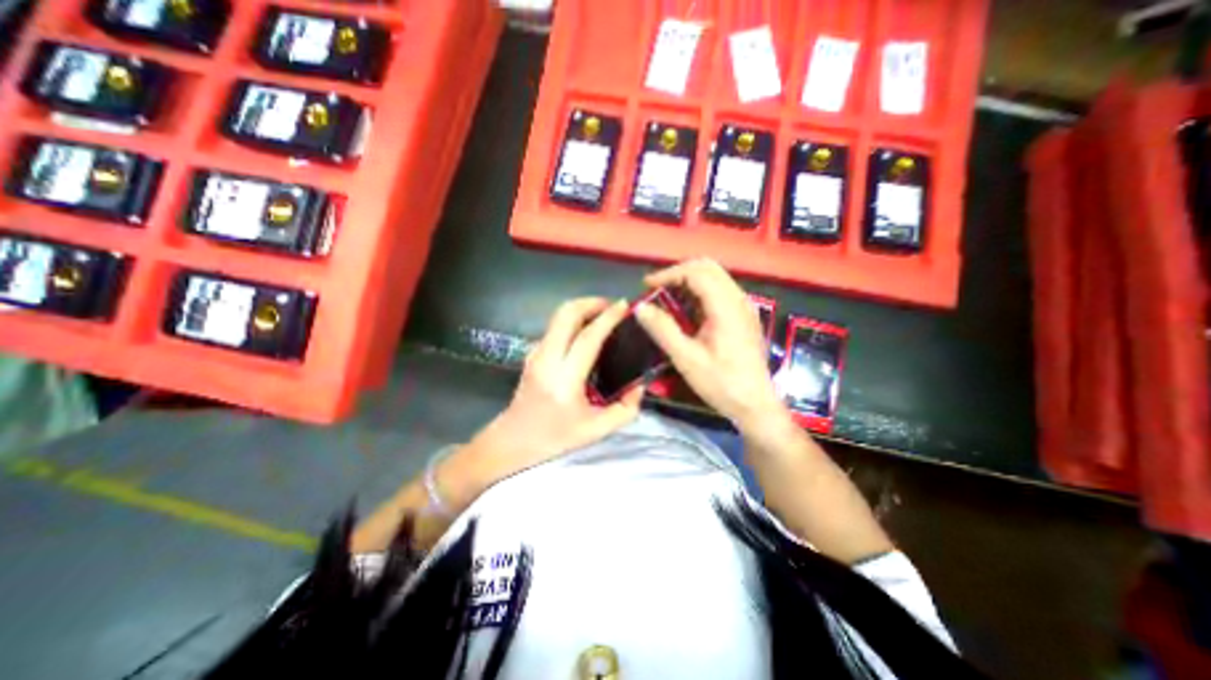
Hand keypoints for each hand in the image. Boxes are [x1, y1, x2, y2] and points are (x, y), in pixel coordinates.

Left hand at [458, 299, 643, 487]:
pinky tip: (587, 330)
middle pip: (567, 314)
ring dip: (583, 308)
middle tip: (613, 307)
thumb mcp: (597, 430)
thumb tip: (641, 384)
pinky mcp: (533, 351)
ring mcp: (536, 352)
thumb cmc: (556, 437)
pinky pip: (555, 326)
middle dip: (592, 302)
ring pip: (558, 315)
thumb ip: (625, 408)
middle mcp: (547, 359)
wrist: (514, 439)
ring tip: (603, 315)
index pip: (587, 338)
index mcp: (565, 380)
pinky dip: (574, 319)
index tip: (625, 306)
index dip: (607, 318)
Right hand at [636, 258, 785, 426]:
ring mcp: (744, 307)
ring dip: (690, 280)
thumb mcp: (686, 359)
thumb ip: (663, 330)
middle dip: (679, 272)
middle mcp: (738, 300)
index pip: (697, 273)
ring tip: (668, 297)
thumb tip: (640, 307)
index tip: (648, 286)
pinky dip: (701, 291)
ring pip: (716, 277)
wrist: (755, 405)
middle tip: (657, 288)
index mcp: (726, 307)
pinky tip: (687, 310)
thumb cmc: (721, 384)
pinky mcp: (745, 316)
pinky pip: (721, 290)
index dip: (669, 274)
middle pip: (708, 268)